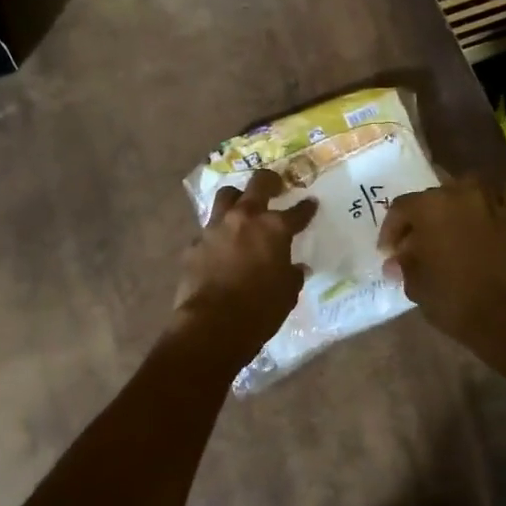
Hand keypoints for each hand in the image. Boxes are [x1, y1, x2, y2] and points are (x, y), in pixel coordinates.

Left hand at [173, 169, 317, 356]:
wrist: (213, 324)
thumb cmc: (260, 309)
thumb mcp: (287, 293)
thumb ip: (292, 274)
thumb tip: (297, 268)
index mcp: (274, 228)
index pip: (297, 212)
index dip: (306, 208)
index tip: (311, 203)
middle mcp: (244, 218)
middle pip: (258, 184)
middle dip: (270, 181)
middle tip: (276, 184)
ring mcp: (216, 228)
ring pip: (226, 196)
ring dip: (237, 198)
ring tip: (242, 206)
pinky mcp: (194, 244)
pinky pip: (208, 230)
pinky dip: (217, 234)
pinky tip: (220, 247)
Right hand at [379, 177, 505, 353]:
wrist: (504, 318)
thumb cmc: (451, 299)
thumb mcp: (415, 284)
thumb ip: (404, 265)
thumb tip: (396, 261)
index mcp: (429, 207)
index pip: (400, 208)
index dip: (391, 230)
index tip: (389, 253)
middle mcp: (459, 194)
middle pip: (432, 197)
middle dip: (420, 220)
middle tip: (415, 246)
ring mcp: (490, 202)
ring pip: (467, 187)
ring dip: (455, 202)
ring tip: (449, 225)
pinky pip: (505, 194)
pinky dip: (496, 198)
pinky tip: (488, 212)